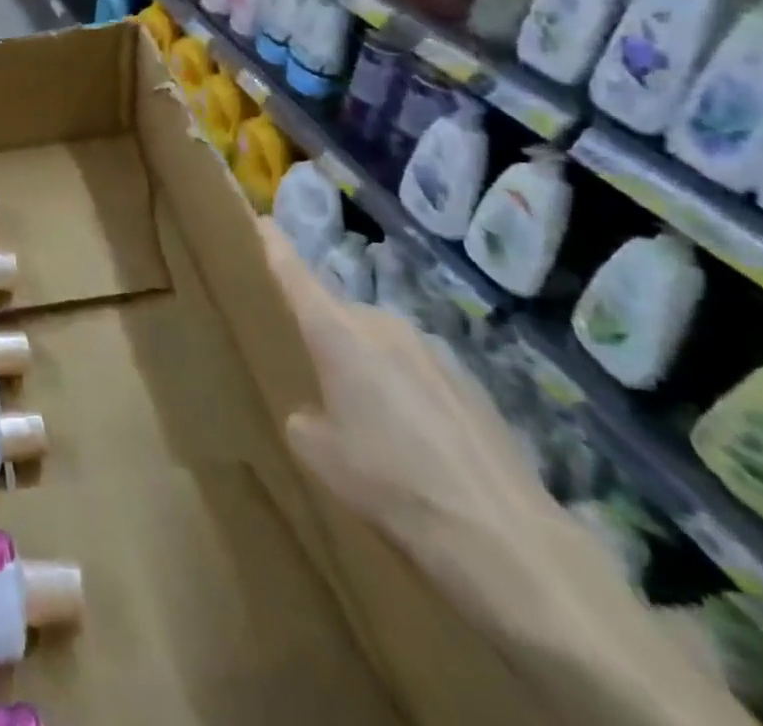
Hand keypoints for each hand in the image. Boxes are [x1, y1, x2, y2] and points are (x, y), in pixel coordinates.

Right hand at [259, 220, 549, 585]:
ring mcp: (433, 351)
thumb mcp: (318, 453)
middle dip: (323, 334)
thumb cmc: (389, 483)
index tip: (259, 221)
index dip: (274, 246)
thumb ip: (303, 415)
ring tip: (369, 417)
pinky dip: (406, 391)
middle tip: (313, 372)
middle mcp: (383, 325)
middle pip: (339, 313)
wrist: (504, 540)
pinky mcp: (471, 383)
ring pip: (380, 343)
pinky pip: (418, 371)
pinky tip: (417, 441)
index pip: (295, 273)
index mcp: (337, 332)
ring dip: (367, 365)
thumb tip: (317, 411)